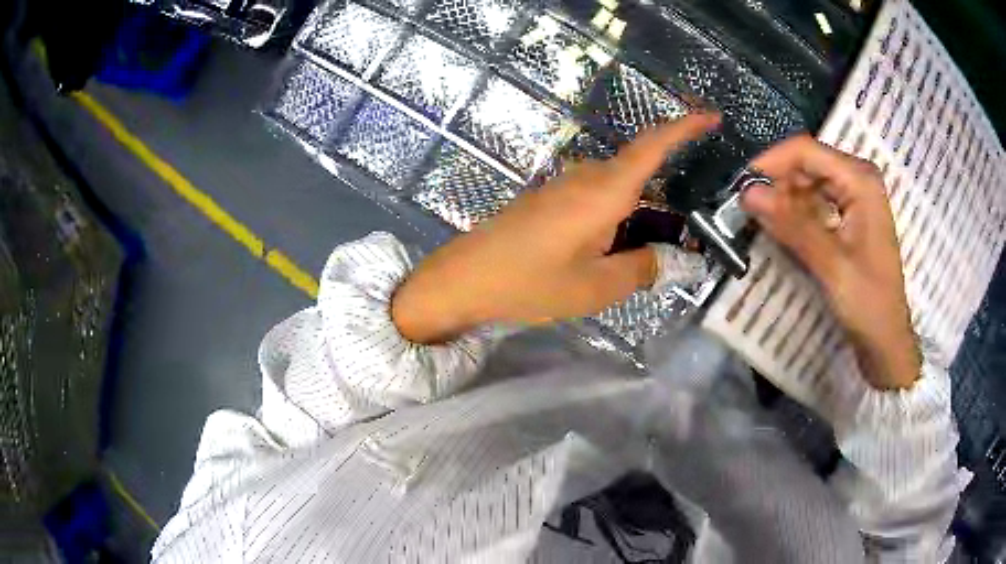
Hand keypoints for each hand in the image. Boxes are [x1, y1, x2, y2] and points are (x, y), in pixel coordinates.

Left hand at [392, 113, 719, 343]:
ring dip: (642, 216)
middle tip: (688, 238)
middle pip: (641, 175)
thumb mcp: (594, 287)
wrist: (463, 280)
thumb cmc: (528, 283)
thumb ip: (641, 269)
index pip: (653, 147)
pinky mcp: (550, 200)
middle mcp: (587, 178)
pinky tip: (618, 252)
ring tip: (656, 254)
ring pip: (620, 191)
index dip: (684, 127)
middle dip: (669, 200)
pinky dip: (619, 220)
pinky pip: (598, 201)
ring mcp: (564, 187)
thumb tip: (670, 260)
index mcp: (604, 191)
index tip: (711, 117)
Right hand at [744, 135, 920, 389]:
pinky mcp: (849, 215)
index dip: (770, 163)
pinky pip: (814, 202)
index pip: (806, 151)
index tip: (740, 188)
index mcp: (860, 180)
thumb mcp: (831, 265)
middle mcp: (857, 179)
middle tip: (747, 212)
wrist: (886, 341)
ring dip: (783, 201)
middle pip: (806, 165)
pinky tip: (782, 231)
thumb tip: (747, 193)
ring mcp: (854, 197)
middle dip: (776, 184)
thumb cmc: (868, 304)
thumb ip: (792, 226)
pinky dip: (795, 214)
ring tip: (761, 223)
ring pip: (807, 183)